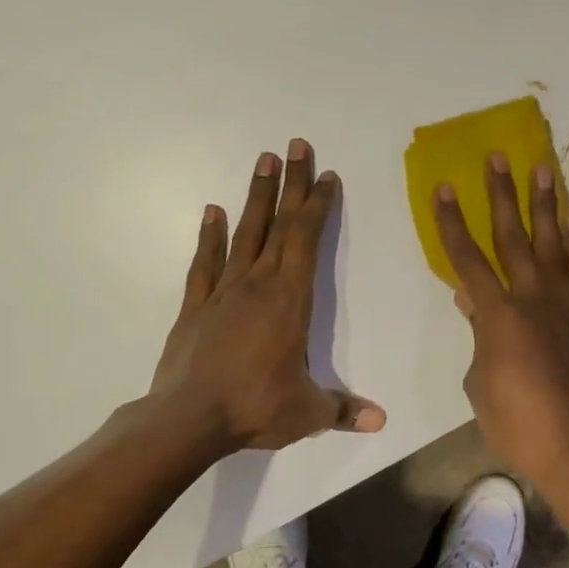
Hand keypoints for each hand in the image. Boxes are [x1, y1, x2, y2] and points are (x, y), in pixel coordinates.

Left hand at [150, 139, 385, 453]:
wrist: (187, 419)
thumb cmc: (254, 407)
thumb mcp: (307, 413)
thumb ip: (343, 410)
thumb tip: (381, 421)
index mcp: (290, 299)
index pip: (307, 240)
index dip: (319, 206)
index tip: (327, 176)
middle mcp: (258, 284)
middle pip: (280, 224)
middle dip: (292, 184)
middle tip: (297, 146)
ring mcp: (223, 291)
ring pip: (245, 233)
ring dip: (257, 197)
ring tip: (264, 160)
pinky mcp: (195, 306)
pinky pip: (205, 263)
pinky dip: (210, 236)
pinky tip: (213, 211)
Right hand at [432, 153, 568, 498]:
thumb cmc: (521, 427)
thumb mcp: (481, 386)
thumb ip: (479, 338)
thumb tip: (472, 301)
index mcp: (499, 317)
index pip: (467, 259)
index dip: (452, 222)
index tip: (443, 187)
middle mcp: (535, 299)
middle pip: (514, 237)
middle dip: (503, 194)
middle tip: (499, 157)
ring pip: (555, 243)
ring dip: (547, 205)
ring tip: (544, 169)